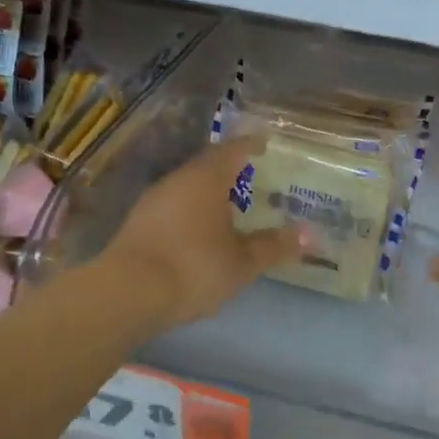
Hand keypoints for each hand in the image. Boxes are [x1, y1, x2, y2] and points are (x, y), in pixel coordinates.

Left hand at [100, 136, 303, 334]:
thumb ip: (274, 246)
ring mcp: (152, 202)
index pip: (233, 150)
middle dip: (230, 170)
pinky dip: (191, 213)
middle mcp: (177, 181)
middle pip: (207, 166)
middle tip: (253, 178)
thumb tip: (311, 234)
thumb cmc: (194, 267)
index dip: (250, 145)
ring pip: (187, 188)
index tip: (264, 144)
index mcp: (206, 179)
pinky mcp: (137, 225)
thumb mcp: (242, 262)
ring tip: (230, 208)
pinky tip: (200, 233)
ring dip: (208, 194)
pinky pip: (173, 208)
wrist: (127, 294)